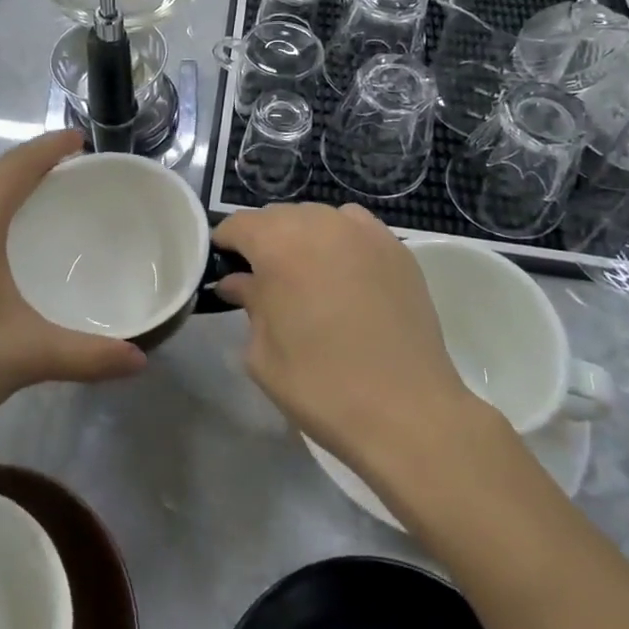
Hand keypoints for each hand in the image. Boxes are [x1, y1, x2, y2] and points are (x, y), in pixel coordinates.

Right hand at [212, 203, 499, 473]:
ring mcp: (364, 232)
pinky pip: (355, 230)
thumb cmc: (320, 385)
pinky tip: (344, 275)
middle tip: (263, 280)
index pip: (238, 224)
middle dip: (264, 241)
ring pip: (318, 218)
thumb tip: (239, 282)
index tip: (223, 267)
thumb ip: (248, 303)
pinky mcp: (397, 248)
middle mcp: (320, 223)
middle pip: (278, 217)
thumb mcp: (263, 353)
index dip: (225, 244)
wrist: (406, 412)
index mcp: (278, 244)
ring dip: (303, 238)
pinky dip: (341, 242)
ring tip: (306, 276)